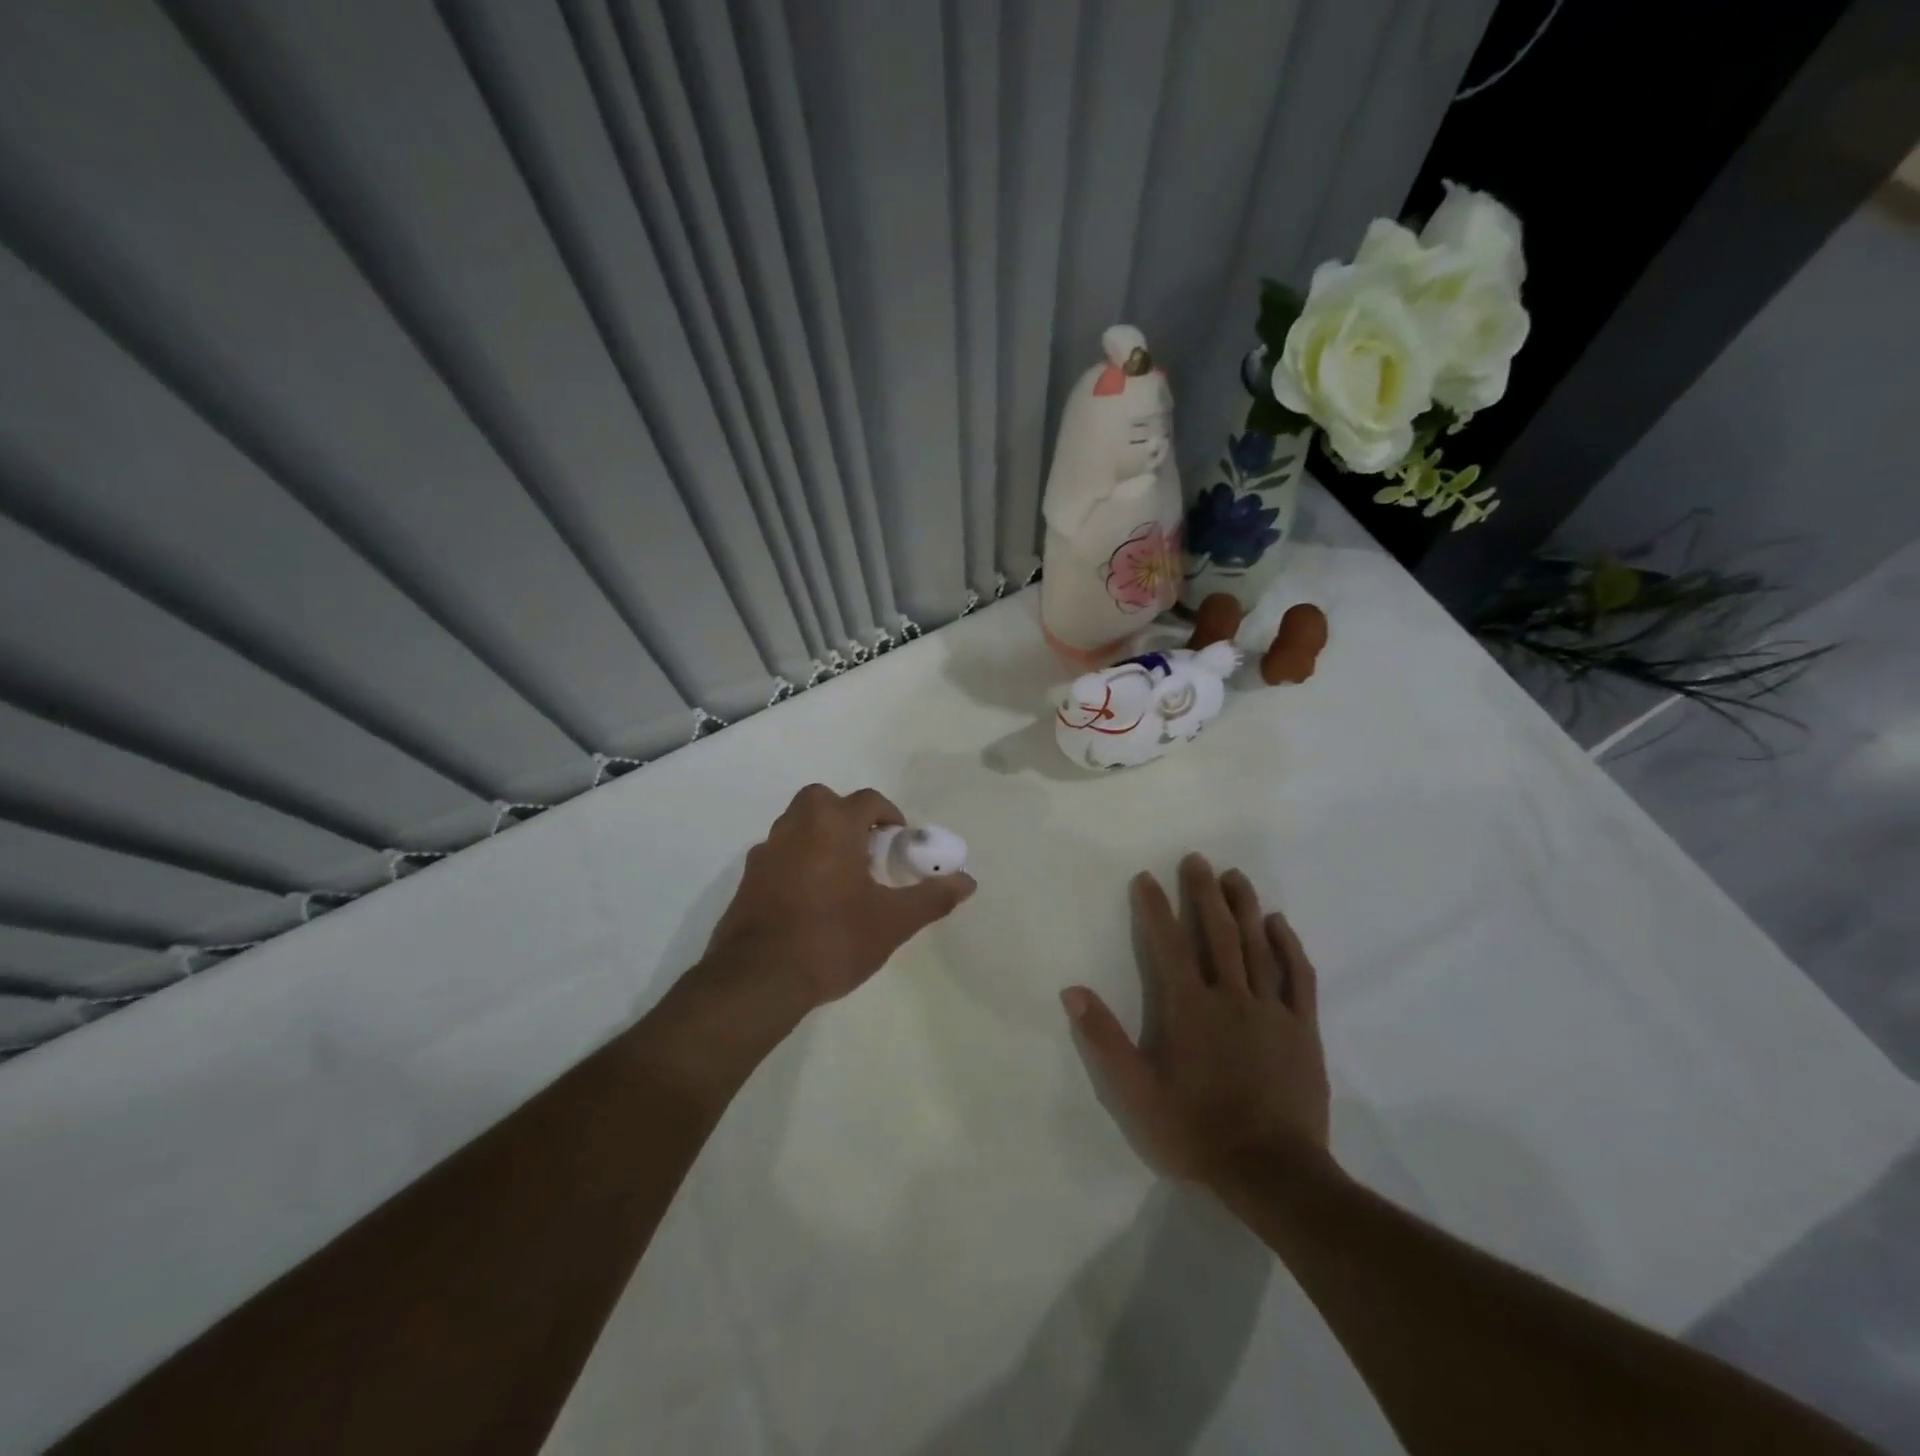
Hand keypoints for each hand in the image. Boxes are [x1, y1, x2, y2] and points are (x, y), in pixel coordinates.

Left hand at [701, 784, 977, 1013]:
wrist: (759, 979)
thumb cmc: (833, 940)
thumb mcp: (892, 922)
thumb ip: (931, 897)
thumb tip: (968, 881)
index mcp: (833, 826)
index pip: (868, 800)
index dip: (889, 815)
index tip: (899, 841)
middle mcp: (796, 827)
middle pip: (824, 801)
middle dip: (847, 816)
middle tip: (866, 850)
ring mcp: (766, 851)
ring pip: (797, 825)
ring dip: (820, 836)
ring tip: (841, 875)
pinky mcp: (747, 878)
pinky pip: (779, 854)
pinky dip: (796, 861)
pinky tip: (809, 898)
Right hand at [1063, 854, 1332, 1188]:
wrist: (1274, 1173)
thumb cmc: (1197, 1131)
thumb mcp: (1136, 1094)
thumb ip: (1104, 1040)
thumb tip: (1073, 991)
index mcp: (1189, 1008)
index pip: (1167, 945)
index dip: (1154, 908)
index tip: (1146, 877)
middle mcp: (1230, 997)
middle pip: (1216, 933)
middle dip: (1203, 893)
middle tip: (1197, 860)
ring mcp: (1271, 1010)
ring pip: (1257, 946)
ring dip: (1244, 907)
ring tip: (1235, 876)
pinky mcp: (1302, 1029)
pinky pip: (1298, 977)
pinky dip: (1288, 946)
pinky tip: (1279, 924)